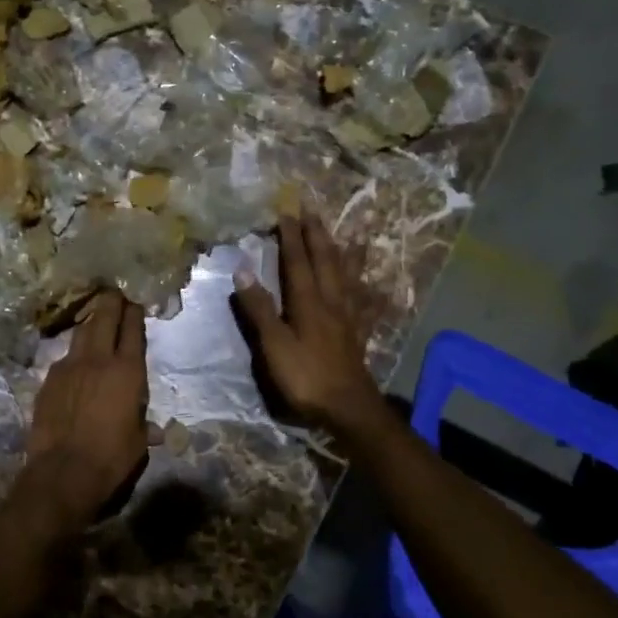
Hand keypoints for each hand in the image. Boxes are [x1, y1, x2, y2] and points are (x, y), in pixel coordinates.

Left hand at [19, 291, 148, 527]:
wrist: (63, 472)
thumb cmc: (111, 458)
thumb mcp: (138, 443)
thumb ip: (145, 427)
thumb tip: (156, 430)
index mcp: (127, 371)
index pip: (132, 330)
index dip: (134, 312)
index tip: (135, 301)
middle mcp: (98, 360)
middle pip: (103, 318)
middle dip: (110, 302)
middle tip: (114, 292)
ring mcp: (69, 367)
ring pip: (81, 333)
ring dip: (90, 323)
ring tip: (95, 319)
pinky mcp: (48, 380)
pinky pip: (64, 358)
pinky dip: (73, 354)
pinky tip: (75, 362)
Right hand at [234, 212, 382, 436]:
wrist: (347, 407)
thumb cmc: (305, 376)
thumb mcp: (274, 345)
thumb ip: (259, 309)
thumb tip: (243, 271)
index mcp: (308, 302)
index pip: (297, 262)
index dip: (291, 237)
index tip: (285, 212)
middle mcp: (331, 301)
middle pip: (326, 261)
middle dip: (318, 234)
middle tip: (313, 211)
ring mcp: (348, 316)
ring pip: (348, 276)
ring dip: (347, 252)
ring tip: (354, 232)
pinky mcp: (358, 333)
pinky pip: (365, 303)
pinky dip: (368, 289)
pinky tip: (374, 285)